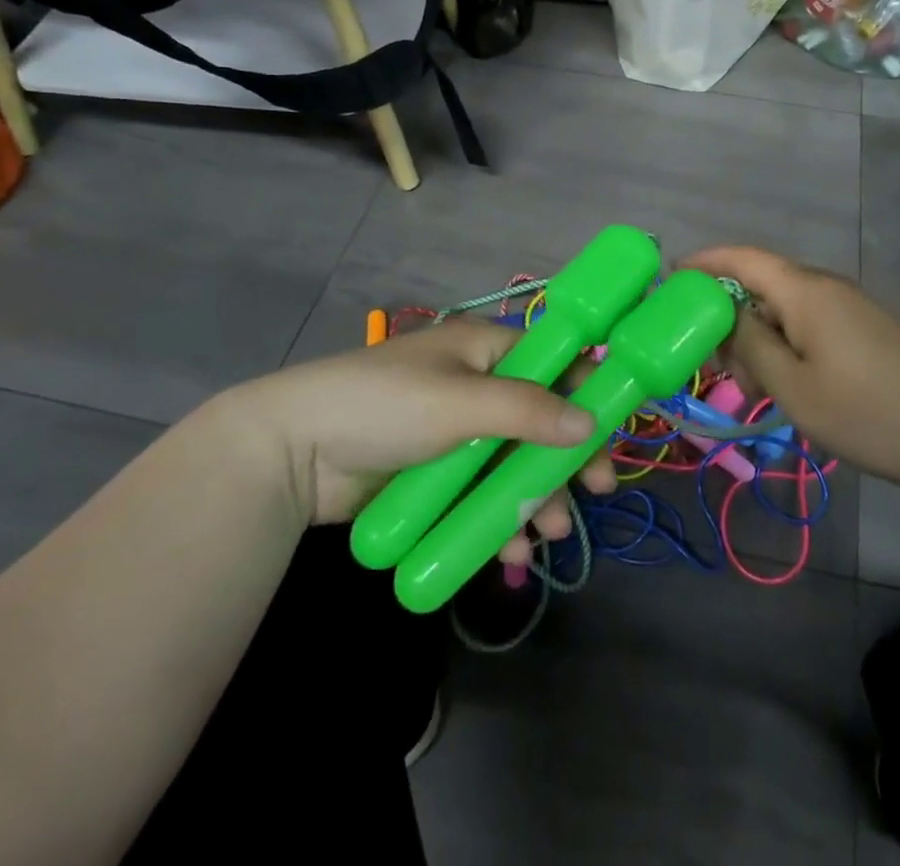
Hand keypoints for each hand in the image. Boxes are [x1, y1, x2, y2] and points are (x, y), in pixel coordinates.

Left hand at [221, 321, 615, 557]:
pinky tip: (509, 550)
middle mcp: (478, 384)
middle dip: (565, 457)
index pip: (553, 361)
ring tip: (549, 533)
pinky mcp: (437, 472)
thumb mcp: (460, 403)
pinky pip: (482, 492)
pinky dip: (499, 517)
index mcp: (485, 349)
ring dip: (536, 494)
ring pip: (513, 461)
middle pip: (539, 418)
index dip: (585, 393)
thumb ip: (527, 412)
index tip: (609, 434)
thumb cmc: (382, 406)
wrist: (290, 452)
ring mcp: (457, 432)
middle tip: (593, 491)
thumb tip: (589, 423)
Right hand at [685, 246, 899, 494]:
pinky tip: (780, 382)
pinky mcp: (860, 328)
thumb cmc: (862, 411)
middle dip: (728, 315)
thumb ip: (750, 344)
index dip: (705, 261)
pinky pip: (806, 322)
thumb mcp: (791, 385)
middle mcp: (824, 287)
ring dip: (756, 337)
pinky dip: (782, 344)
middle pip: (761, 283)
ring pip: (783, 308)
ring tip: (747, 385)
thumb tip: (726, 314)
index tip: (670, 278)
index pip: (743, 258)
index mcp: (805, 291)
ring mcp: (846, 306)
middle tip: (710, 359)